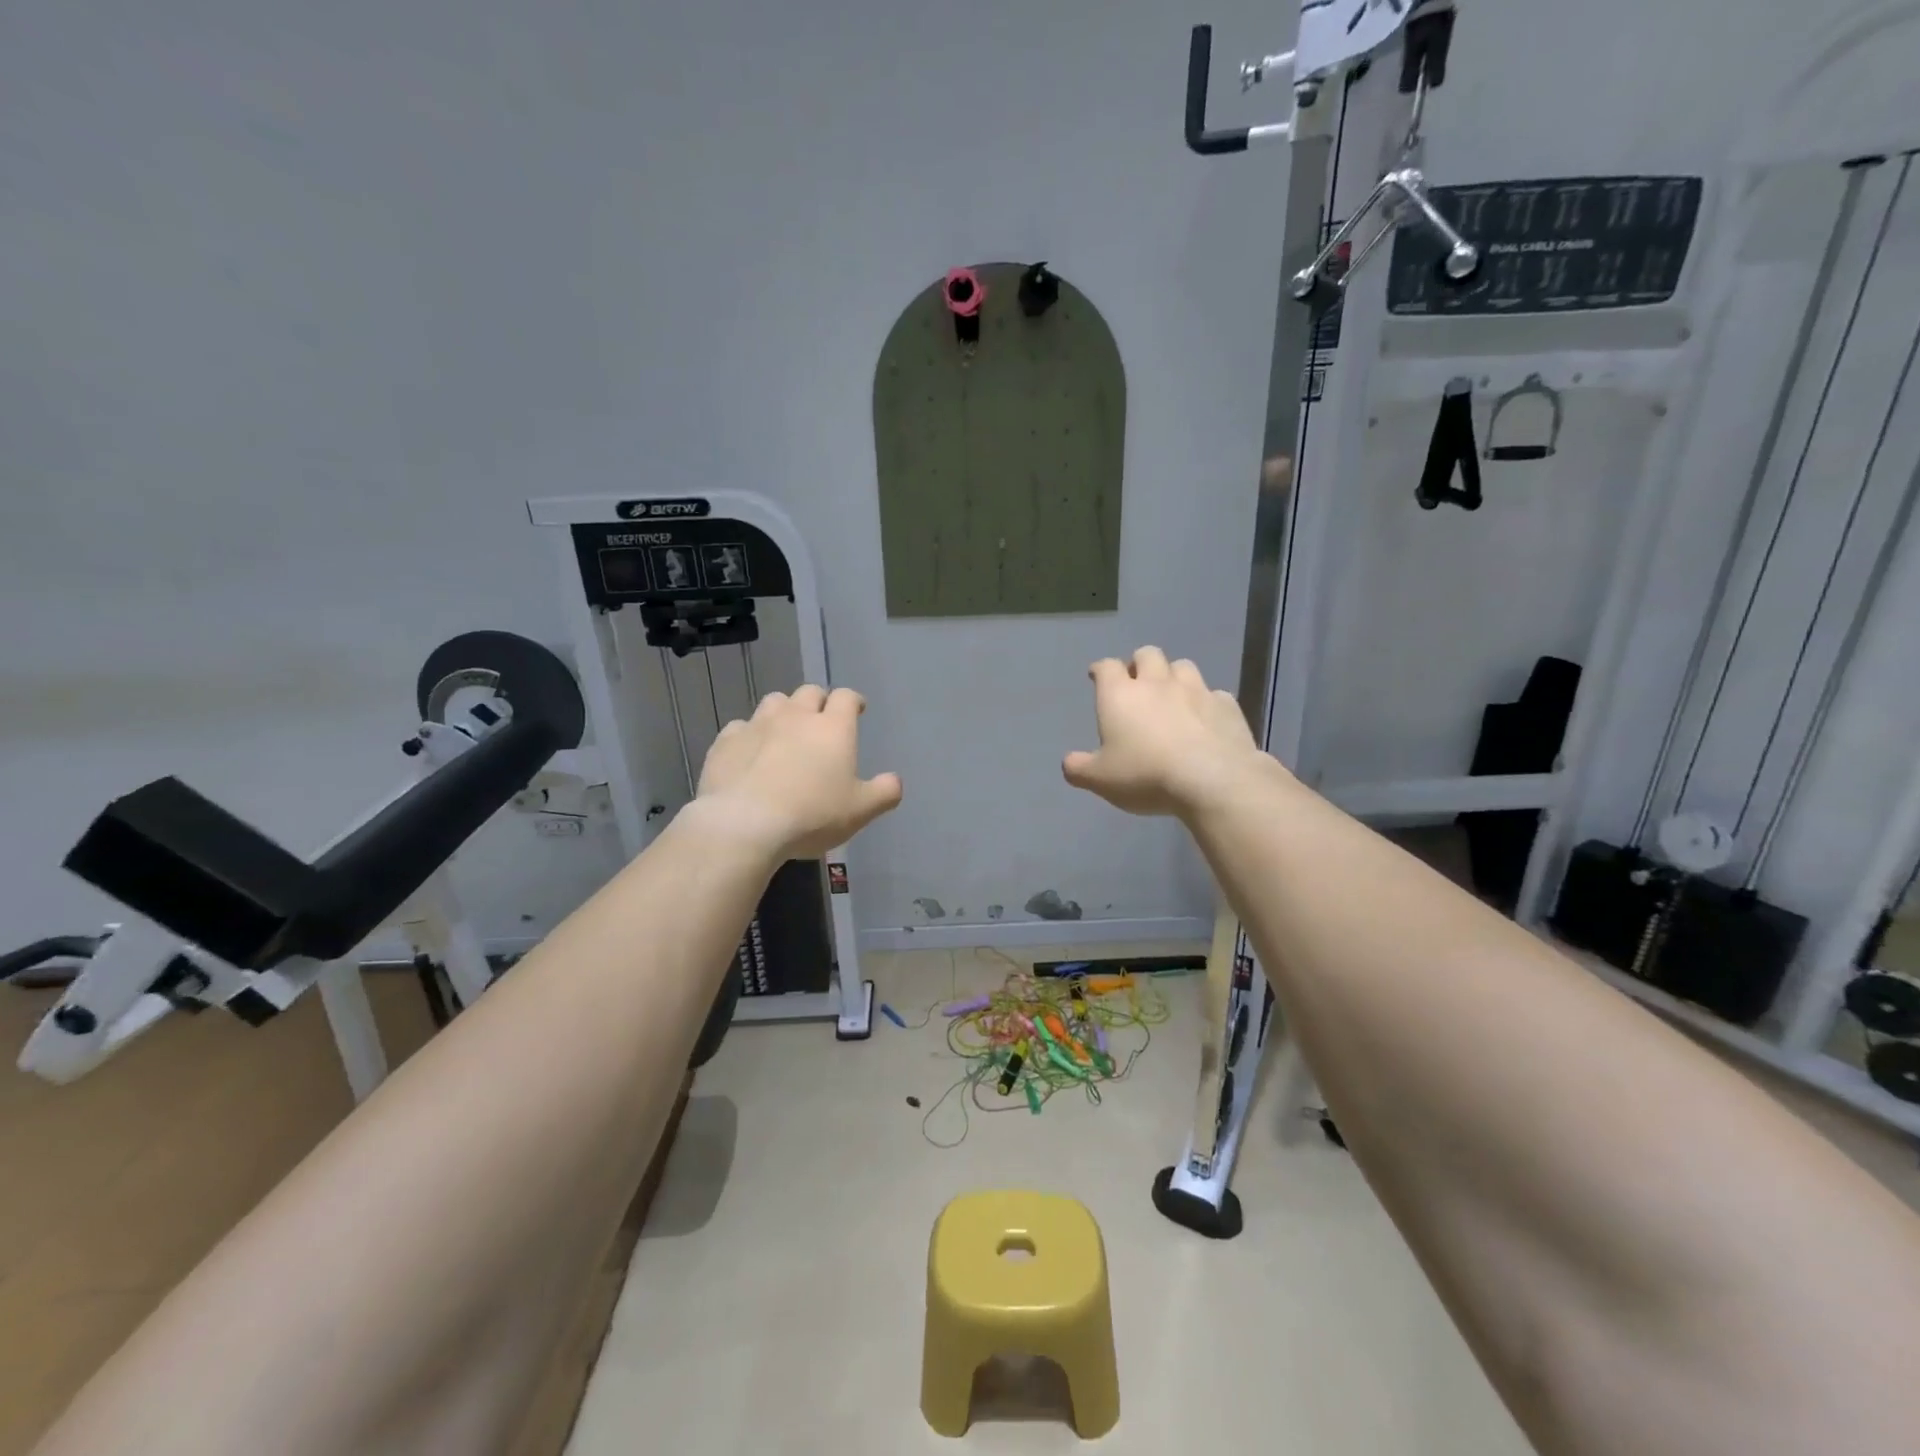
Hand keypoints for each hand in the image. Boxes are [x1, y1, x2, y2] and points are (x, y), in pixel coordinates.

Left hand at [696, 685, 902, 858]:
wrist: (745, 824)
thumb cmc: (812, 815)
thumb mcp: (860, 811)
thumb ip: (884, 792)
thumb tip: (895, 780)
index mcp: (833, 728)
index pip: (846, 697)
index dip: (853, 700)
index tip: (857, 709)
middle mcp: (796, 716)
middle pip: (809, 692)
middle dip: (818, 702)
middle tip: (821, 720)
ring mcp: (758, 725)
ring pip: (774, 702)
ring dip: (783, 711)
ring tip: (785, 731)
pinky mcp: (726, 741)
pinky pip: (740, 727)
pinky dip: (749, 734)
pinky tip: (749, 753)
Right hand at [1062, 647, 1269, 817]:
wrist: (1212, 780)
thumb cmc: (1146, 775)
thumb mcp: (1100, 780)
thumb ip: (1079, 768)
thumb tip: (1068, 762)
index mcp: (1120, 695)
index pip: (1106, 667)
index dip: (1100, 669)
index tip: (1097, 675)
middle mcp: (1157, 683)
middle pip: (1147, 654)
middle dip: (1139, 664)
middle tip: (1137, 683)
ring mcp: (1196, 690)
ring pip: (1183, 666)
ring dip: (1174, 675)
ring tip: (1172, 695)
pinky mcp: (1227, 705)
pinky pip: (1213, 694)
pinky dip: (1205, 702)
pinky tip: (1204, 719)